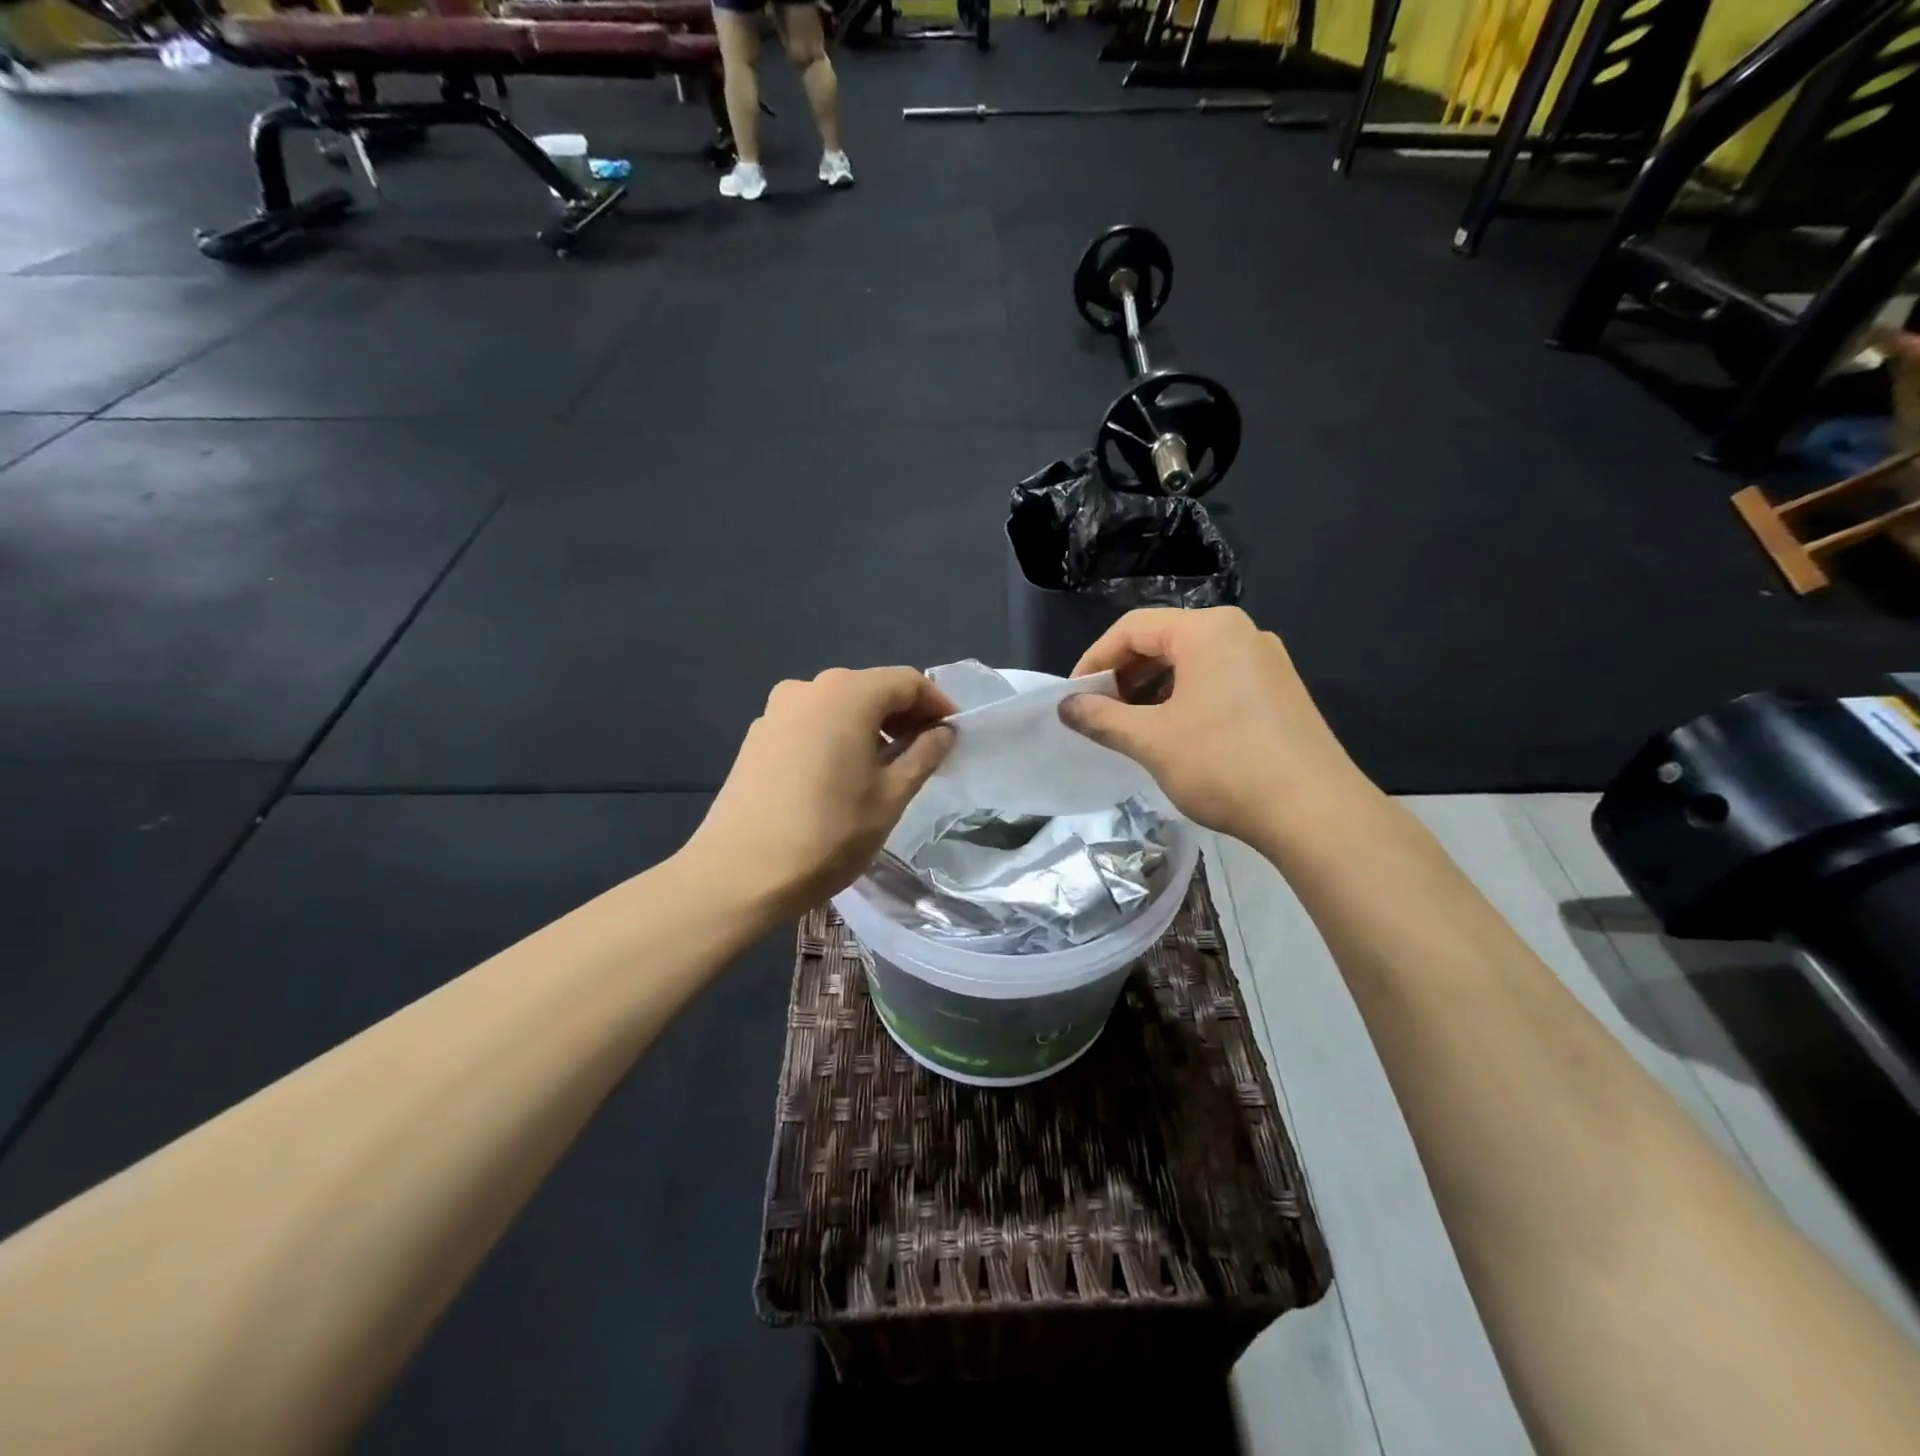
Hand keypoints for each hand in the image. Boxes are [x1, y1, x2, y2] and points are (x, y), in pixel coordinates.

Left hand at [686, 668, 956, 920]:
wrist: (738, 874)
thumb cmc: (827, 834)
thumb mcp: (890, 797)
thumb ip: (923, 756)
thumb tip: (944, 732)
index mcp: (847, 694)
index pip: (906, 681)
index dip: (937, 704)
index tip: (955, 734)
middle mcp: (808, 688)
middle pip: (870, 688)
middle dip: (904, 715)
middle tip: (927, 752)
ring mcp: (776, 711)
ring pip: (838, 705)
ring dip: (871, 726)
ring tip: (888, 766)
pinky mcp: (757, 737)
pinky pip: (811, 723)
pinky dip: (838, 736)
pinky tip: (843, 774)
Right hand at [1059, 607, 1373, 847]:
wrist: (1315, 812)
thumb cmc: (1224, 765)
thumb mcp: (1151, 740)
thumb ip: (1101, 718)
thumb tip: (1066, 707)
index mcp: (1208, 630)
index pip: (1133, 628)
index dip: (1095, 660)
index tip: (1074, 696)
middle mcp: (1241, 633)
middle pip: (1164, 640)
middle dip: (1124, 675)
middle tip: (1099, 712)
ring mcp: (1266, 661)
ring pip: (1192, 662)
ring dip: (1153, 689)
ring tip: (1131, 726)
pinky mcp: (1280, 691)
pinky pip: (1218, 680)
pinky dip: (1185, 698)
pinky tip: (1174, 734)